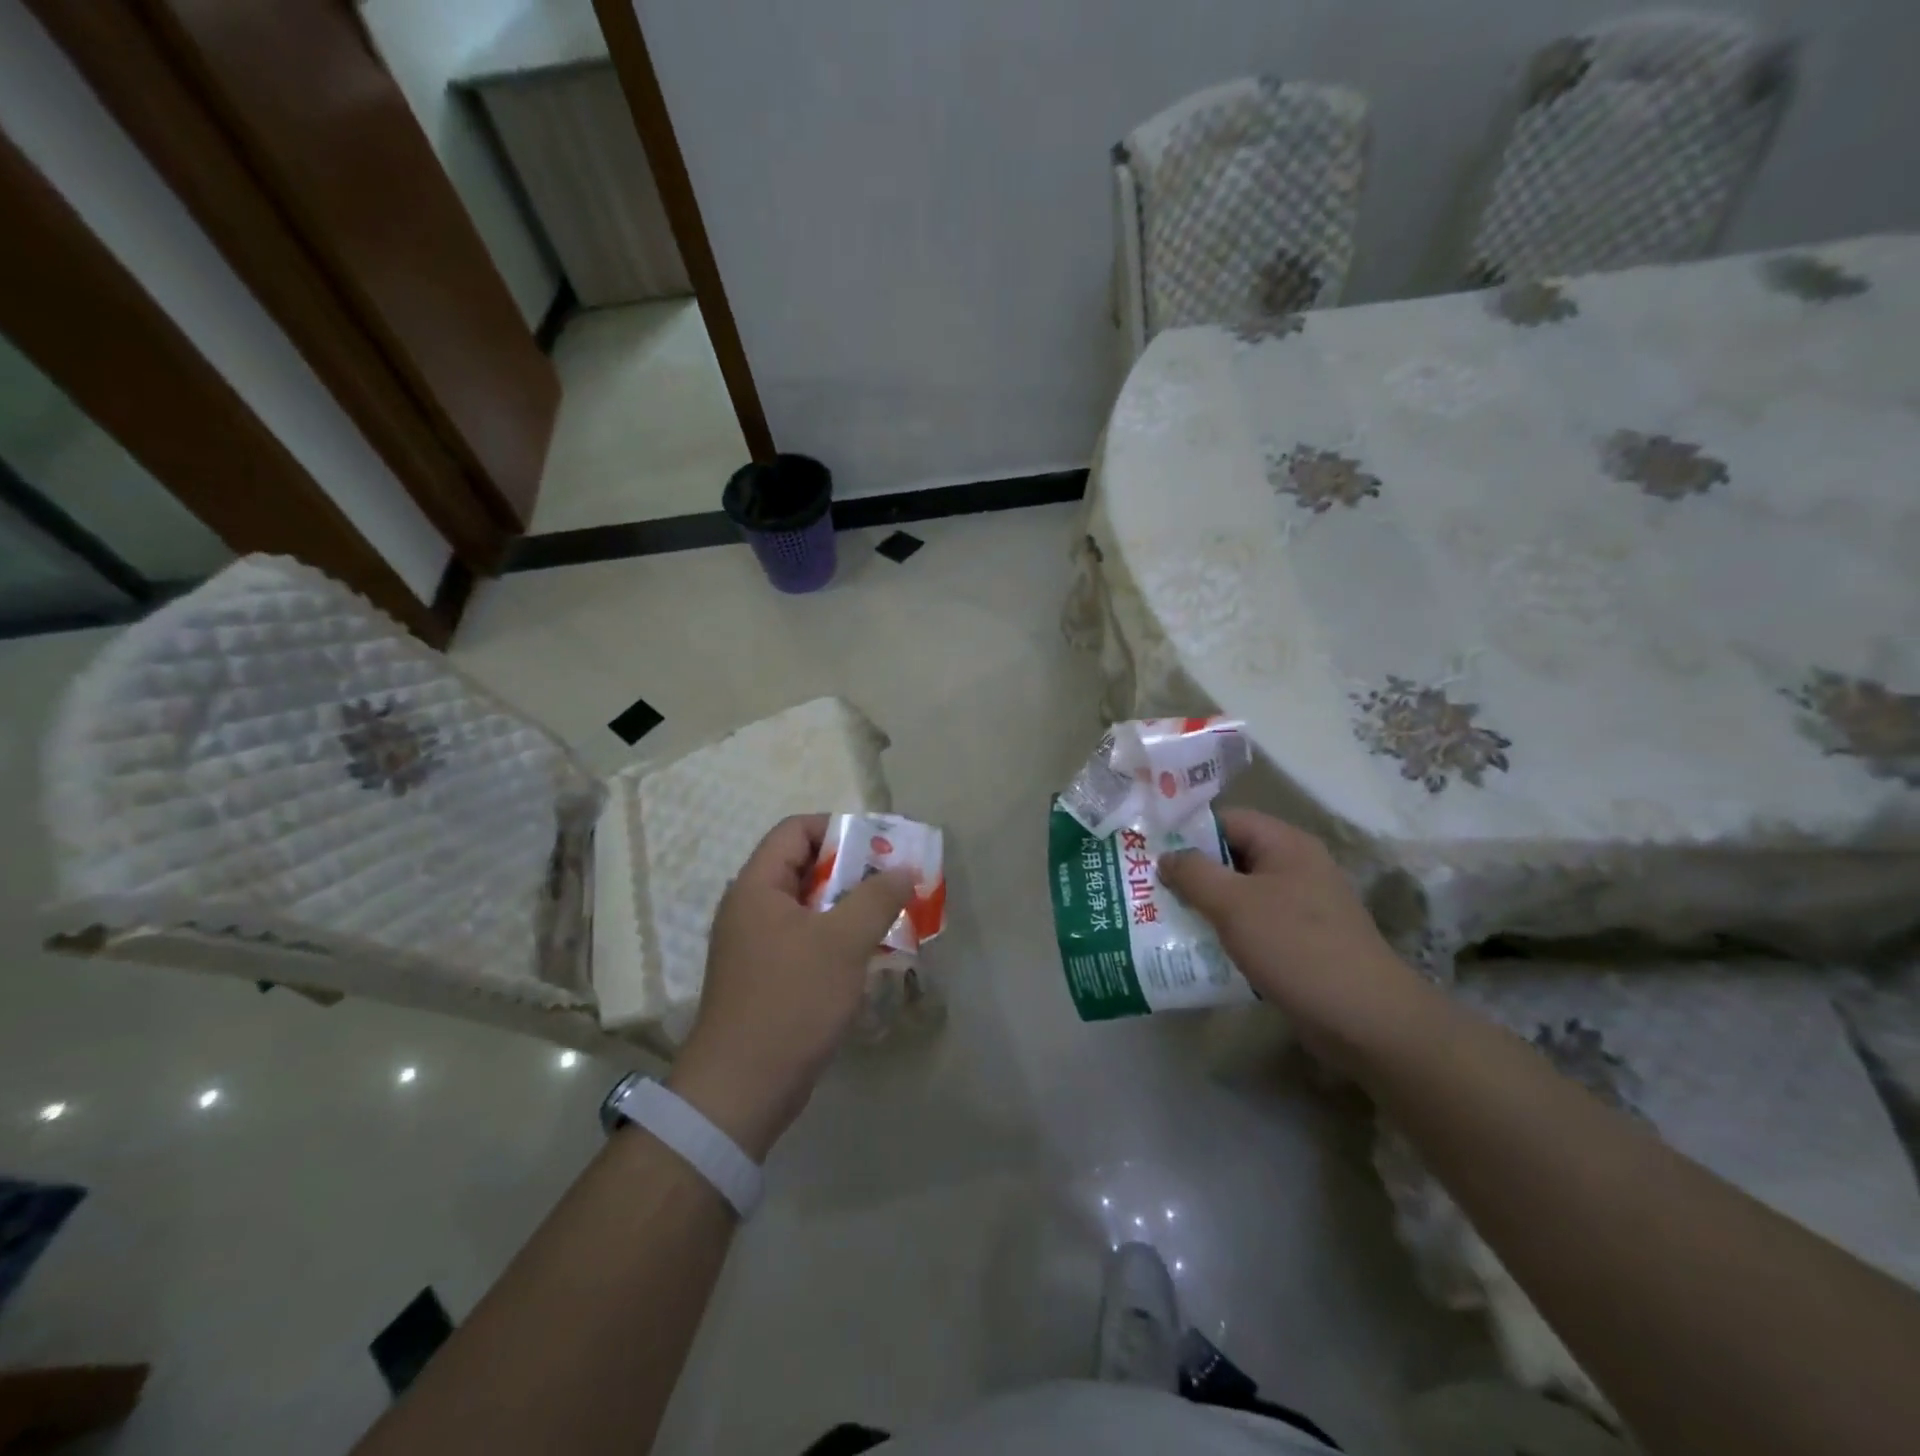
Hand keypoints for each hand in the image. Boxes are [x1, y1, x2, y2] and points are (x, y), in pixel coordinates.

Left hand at [667, 815, 916, 1160]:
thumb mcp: (843, 942)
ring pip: (810, 907)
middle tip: (894, 883)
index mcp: (757, 887)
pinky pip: (807, 940)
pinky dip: (838, 939)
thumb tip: (902, 869)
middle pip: (805, 867)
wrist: (741, 1091)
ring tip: (891, 918)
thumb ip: (876, 897)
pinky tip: (868, 956)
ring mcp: (757, 946)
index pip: (796, 830)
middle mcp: (751, 908)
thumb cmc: (791, 1002)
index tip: (880, 848)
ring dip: (850, 908)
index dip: (839, 829)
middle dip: (854, 871)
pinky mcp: (767, 978)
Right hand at [1157, 809, 1430, 1073]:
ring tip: (1161, 917)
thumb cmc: (1295, 947)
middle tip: (1146, 887)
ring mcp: (1301, 906)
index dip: (1185, 831)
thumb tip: (1167, 856)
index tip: (1147, 851)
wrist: (1365, 1019)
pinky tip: (1196, 949)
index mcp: (1285, 844)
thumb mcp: (1234, 904)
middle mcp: (1295, 867)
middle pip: (1231, 857)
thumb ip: (1194, 873)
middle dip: (1190, 872)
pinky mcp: (1301, 942)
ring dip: (1204, 906)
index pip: (1225, 820)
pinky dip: (1225, 933)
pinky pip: (1253, 925)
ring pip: (1239, 894)